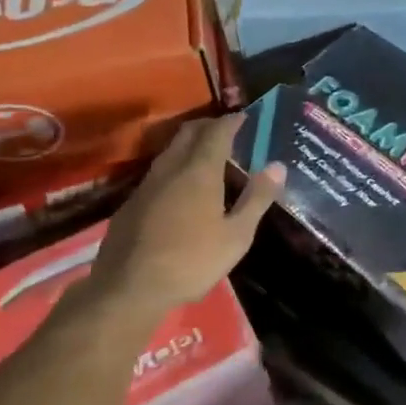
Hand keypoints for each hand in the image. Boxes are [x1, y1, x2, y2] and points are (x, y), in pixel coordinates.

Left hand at [85, 115, 284, 324]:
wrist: (128, 287)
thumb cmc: (190, 261)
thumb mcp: (236, 236)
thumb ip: (256, 198)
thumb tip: (277, 166)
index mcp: (200, 170)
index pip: (217, 131)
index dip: (232, 121)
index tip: (244, 117)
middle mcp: (171, 167)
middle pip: (189, 132)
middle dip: (208, 125)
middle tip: (226, 131)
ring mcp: (147, 184)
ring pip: (170, 150)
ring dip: (189, 145)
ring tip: (206, 156)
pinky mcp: (131, 202)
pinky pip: (157, 171)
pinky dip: (174, 167)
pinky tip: (180, 188)